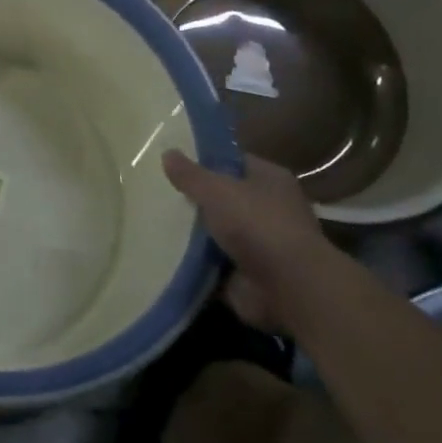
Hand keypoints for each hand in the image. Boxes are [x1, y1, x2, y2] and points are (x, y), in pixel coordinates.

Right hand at [162, 149, 334, 332]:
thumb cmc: (258, 225)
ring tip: (151, 221)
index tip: (174, 162)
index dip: (206, 161)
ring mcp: (260, 245)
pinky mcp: (248, 275)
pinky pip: (212, 263)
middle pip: (224, 198)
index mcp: (270, 180)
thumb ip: (190, 174)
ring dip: (192, 233)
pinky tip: (163, 253)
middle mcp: (269, 209)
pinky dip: (193, 262)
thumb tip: (167, 153)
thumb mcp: (216, 190)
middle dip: (195, 199)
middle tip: (156, 192)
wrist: (290, 289)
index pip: (234, 162)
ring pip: (217, 232)